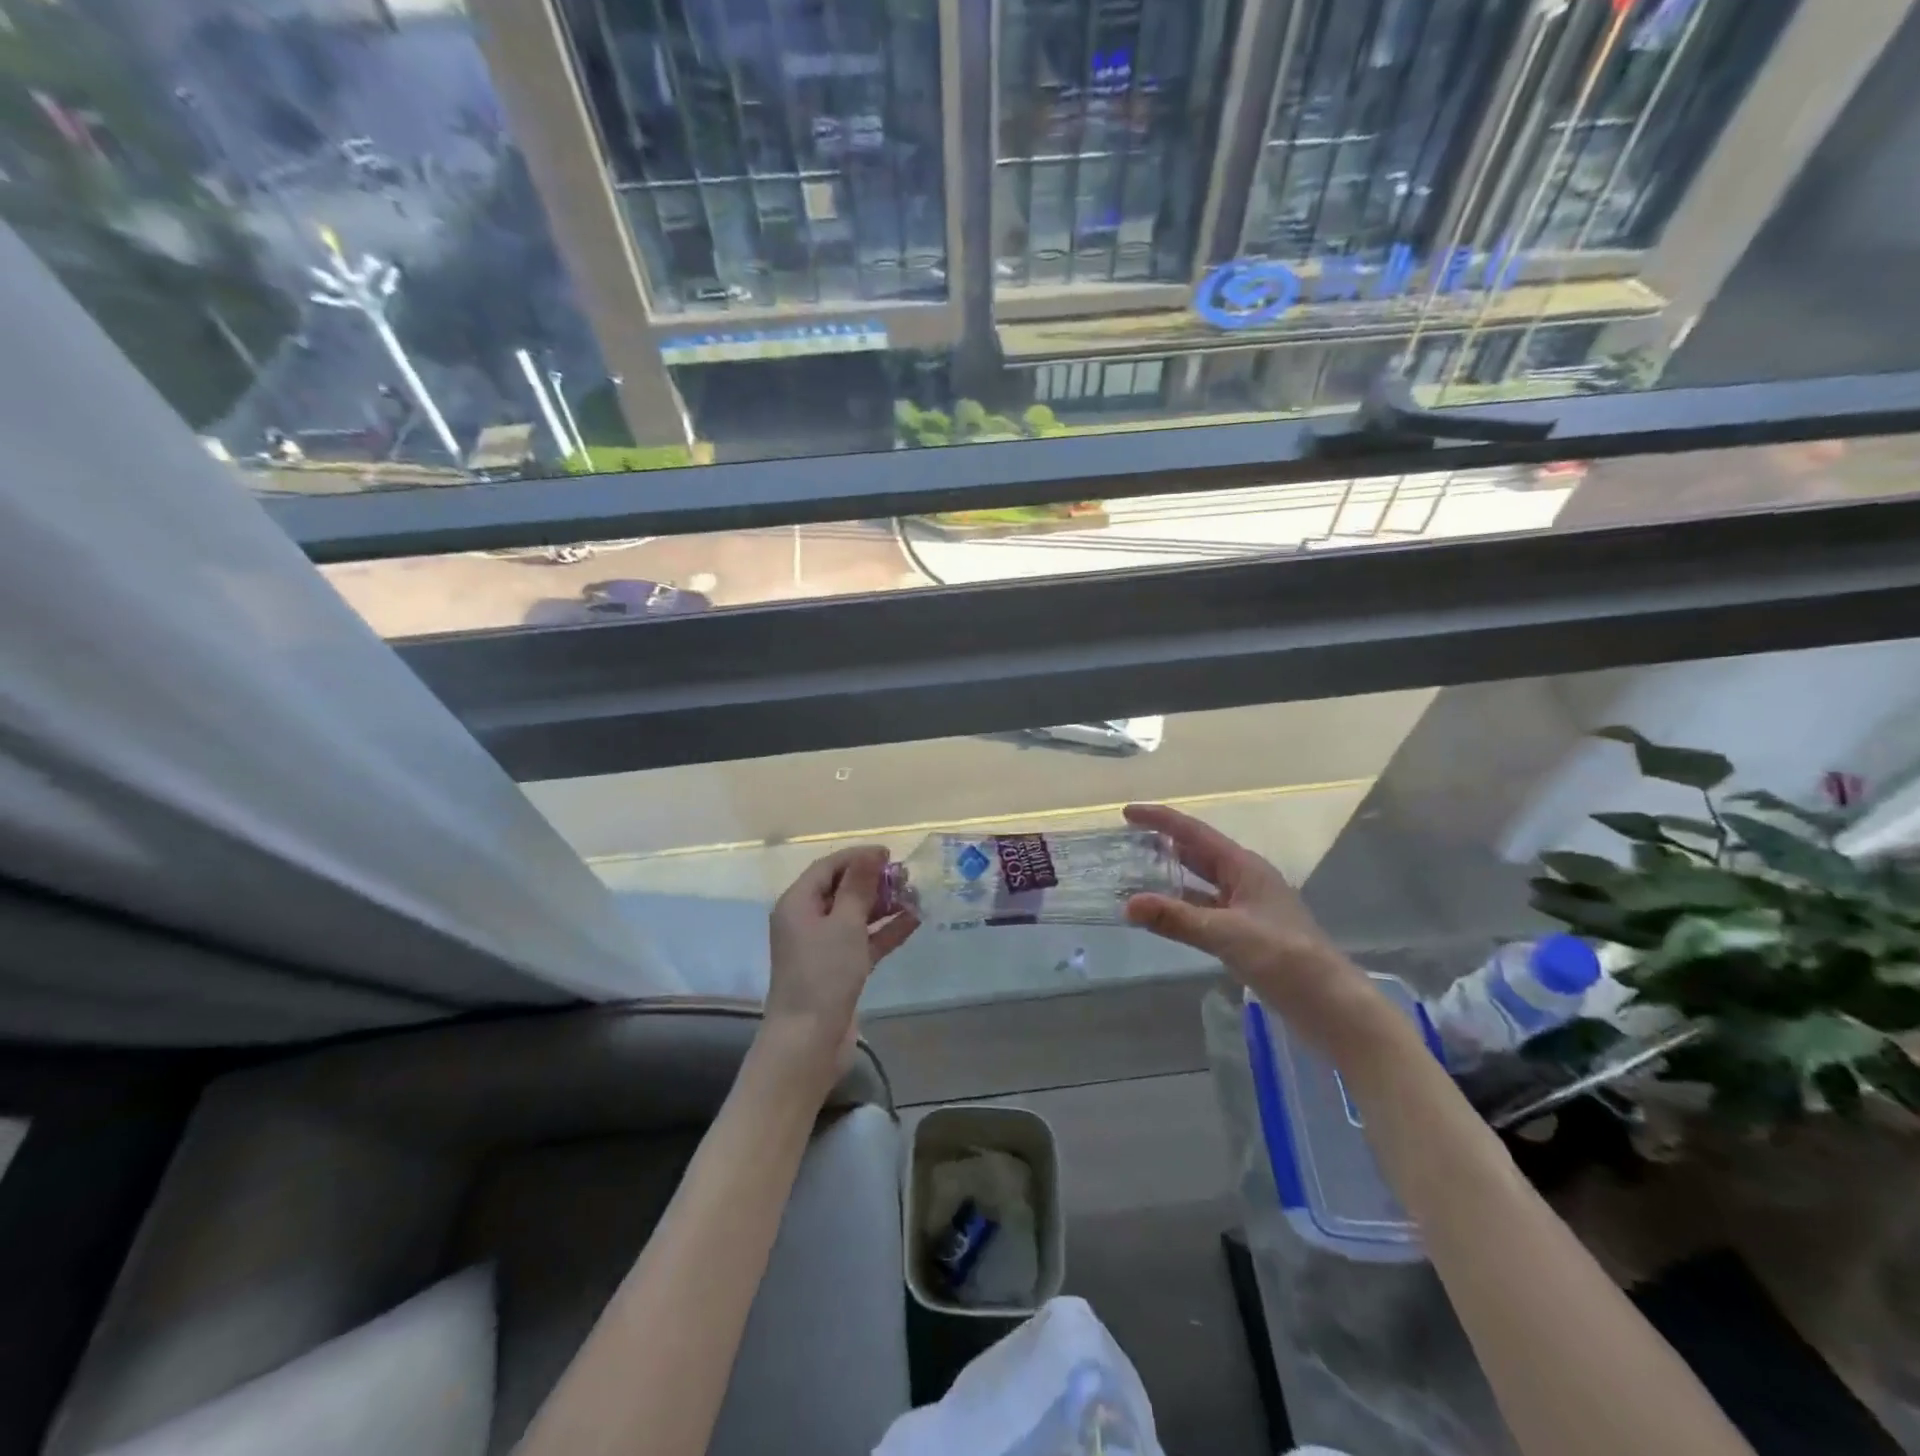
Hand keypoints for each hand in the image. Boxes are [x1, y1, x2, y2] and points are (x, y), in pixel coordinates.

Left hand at [763, 846, 918, 1085]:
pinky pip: (863, 941)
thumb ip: (858, 887)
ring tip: (916, 896)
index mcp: (797, 904)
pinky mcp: (838, 969)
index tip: (890, 854)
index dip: (857, 857)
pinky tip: (913, 922)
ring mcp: (822, 947)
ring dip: (883, 906)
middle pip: (841, 890)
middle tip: (907, 877)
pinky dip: (884, 932)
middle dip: (873, 882)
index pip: (828, 867)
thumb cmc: (823, 974)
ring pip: (855, 916)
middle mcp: (806, 921)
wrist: (809, 1041)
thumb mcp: (844, 924)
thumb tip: (870, 854)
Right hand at [1122, 803, 1395, 1059]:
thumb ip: (1176, 918)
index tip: (1127, 813)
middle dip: (1164, 845)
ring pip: (1201, 885)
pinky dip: (1182, 910)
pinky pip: (1206, 912)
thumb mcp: (1226, 934)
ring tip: (1135, 875)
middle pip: (1198, 854)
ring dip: (1171, 879)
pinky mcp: (1247, 936)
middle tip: (1126, 841)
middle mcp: (1246, 881)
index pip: (1194, 833)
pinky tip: (1163, 917)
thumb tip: (1128, 904)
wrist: (1331, 1006)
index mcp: (1245, 868)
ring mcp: (1248, 909)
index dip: (1161, 820)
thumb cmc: (1284, 958)